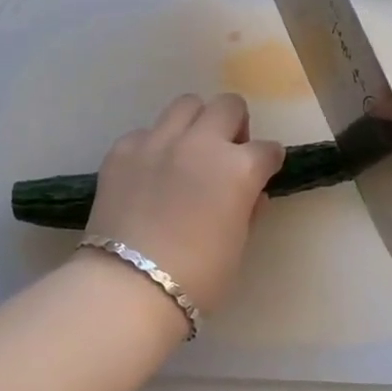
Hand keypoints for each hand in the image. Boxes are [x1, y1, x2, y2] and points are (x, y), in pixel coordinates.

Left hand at [85, 93, 284, 313]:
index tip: (264, 170)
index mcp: (238, 168)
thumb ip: (248, 209)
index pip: (267, 148)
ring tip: (188, 152)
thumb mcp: (238, 245)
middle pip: (228, 105)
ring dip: (196, 123)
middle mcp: (201, 142)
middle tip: (227, 152)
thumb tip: (250, 194)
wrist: (129, 286)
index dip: (268, 160)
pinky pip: (146, 133)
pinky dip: (154, 147)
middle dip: (235, 124)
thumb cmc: (197, 277)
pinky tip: (149, 174)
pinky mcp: (123, 149)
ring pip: (186, 104)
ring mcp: (158, 140)